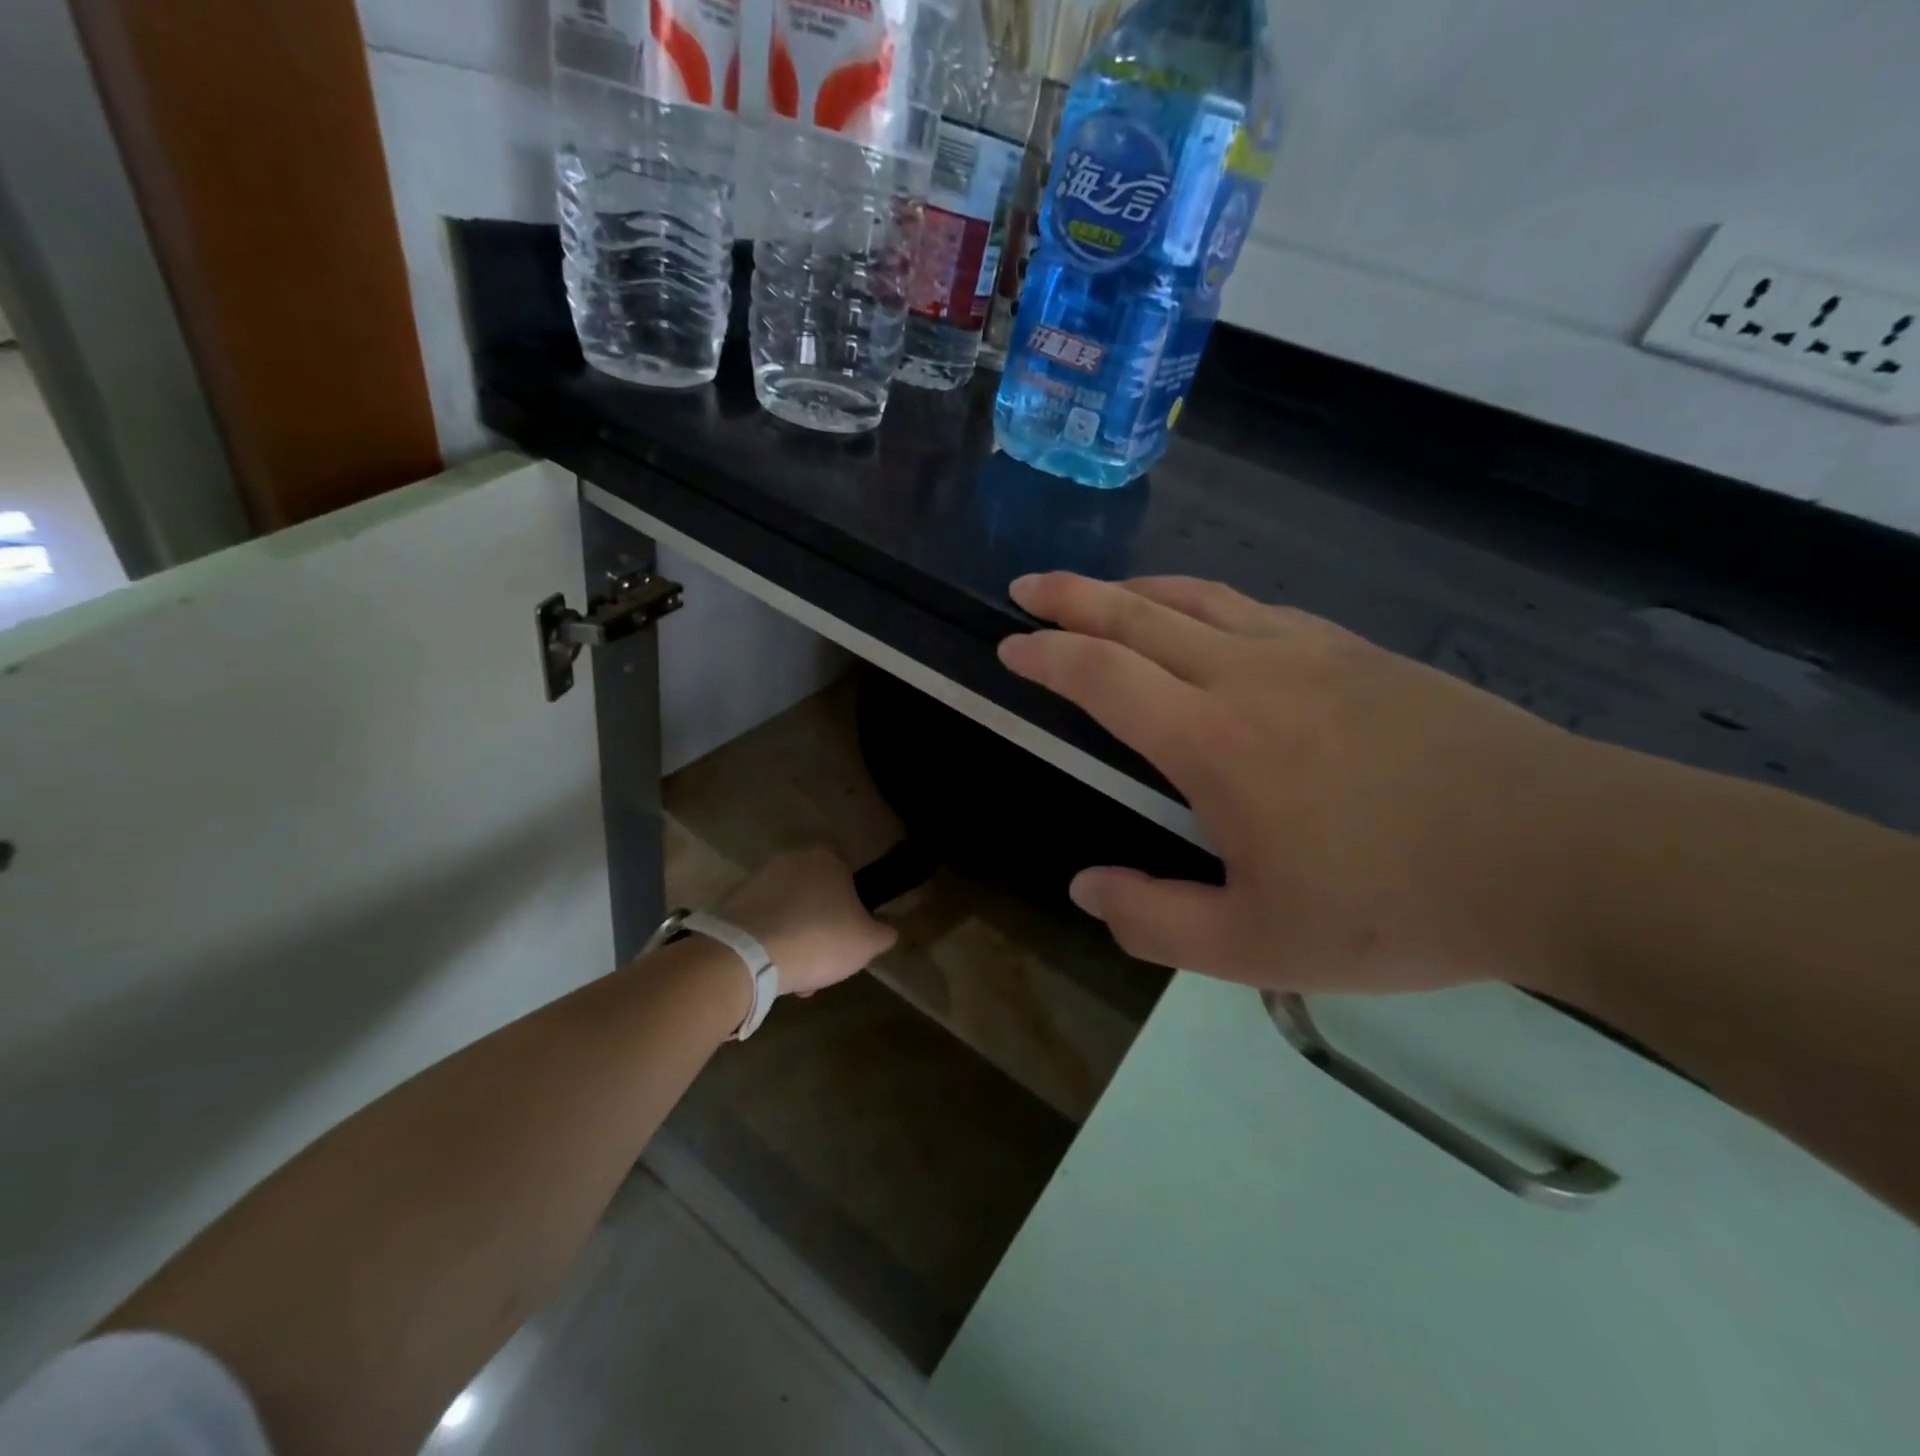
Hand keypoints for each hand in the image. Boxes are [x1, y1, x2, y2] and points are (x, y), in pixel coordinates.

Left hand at [719, 847, 897, 996]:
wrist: (748, 955)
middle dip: (820, 925)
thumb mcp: (868, 942)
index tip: (851, 929)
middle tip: (825, 959)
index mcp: (827, 859)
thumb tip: (887, 931)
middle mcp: (792, 859)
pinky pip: (762, 923)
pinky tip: (773, 971)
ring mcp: (759, 879)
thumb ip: (883, 933)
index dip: (851, 900)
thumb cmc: (819, 938)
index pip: (846, 869)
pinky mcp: (733, 903)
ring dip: (795, 937)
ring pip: (788, 911)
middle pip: (815, 893)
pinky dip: (769, 943)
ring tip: (798, 976)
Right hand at [999, 572, 1625, 994]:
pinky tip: (1209, 621)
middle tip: (1028, 587)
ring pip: (1200, 598)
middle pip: (1139, 614)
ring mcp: (1308, 652)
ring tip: (1103, 594)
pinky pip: (1258, 609)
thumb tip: (1086, 888)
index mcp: (1211, 740)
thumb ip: (1153, 920)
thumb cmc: (1395, 905)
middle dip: (1072, 597)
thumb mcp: (1256, 946)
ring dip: (1137, 590)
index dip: (1047, 656)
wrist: (1558, 854)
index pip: (1102, 676)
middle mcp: (1247, 676)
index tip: (1010, 646)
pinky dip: (1207, 602)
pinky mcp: (1358, 652)